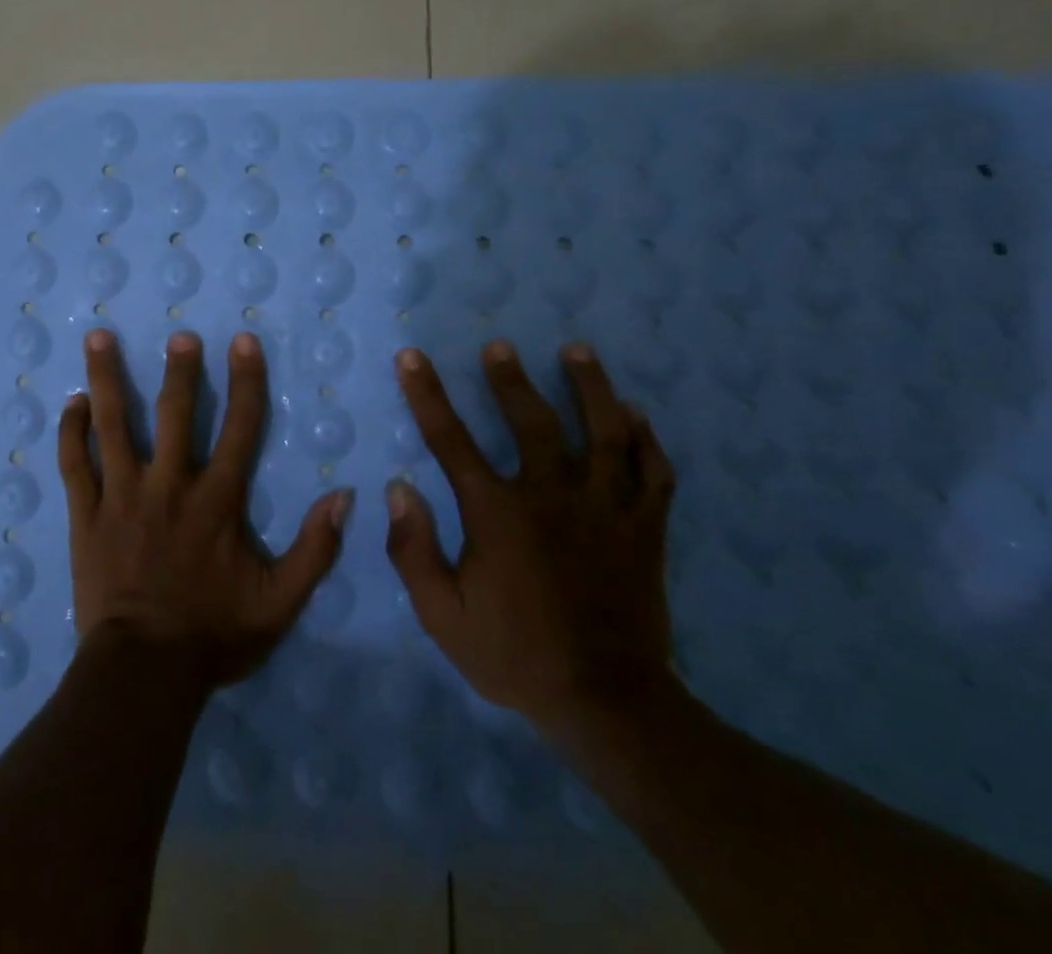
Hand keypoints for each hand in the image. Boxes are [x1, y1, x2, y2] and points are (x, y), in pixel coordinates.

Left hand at [57, 329, 353, 687]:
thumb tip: (344, 497)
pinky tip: (71, 403)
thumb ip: (315, 550)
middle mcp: (169, 485)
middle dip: (178, 370)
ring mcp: (122, 496)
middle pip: (174, 413)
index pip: (240, 427)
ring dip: (107, 379)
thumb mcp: (279, 602)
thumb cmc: (213, 634)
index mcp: (216, 500)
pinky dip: (71, 431)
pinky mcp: (86, 514)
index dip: (246, 381)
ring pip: (113, 425)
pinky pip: (75, 463)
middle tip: (179, 335)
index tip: (243, 341)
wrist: (143, 673)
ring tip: (99, 337)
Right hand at [385, 340, 677, 742]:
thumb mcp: (442, 616)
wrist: (607, 705)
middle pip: (532, 420)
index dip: (427, 394)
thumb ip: (413, 551)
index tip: (412, 357)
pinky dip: (646, 439)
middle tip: (500, 346)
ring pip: (603, 432)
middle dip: (511, 378)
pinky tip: (636, 415)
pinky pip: (653, 472)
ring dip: (590, 387)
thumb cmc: (514, 655)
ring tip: (578, 351)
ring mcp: (606, 509)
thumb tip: (398, 489)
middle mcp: (552, 496)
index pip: (451, 439)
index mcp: (498, 513)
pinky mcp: (645, 529)